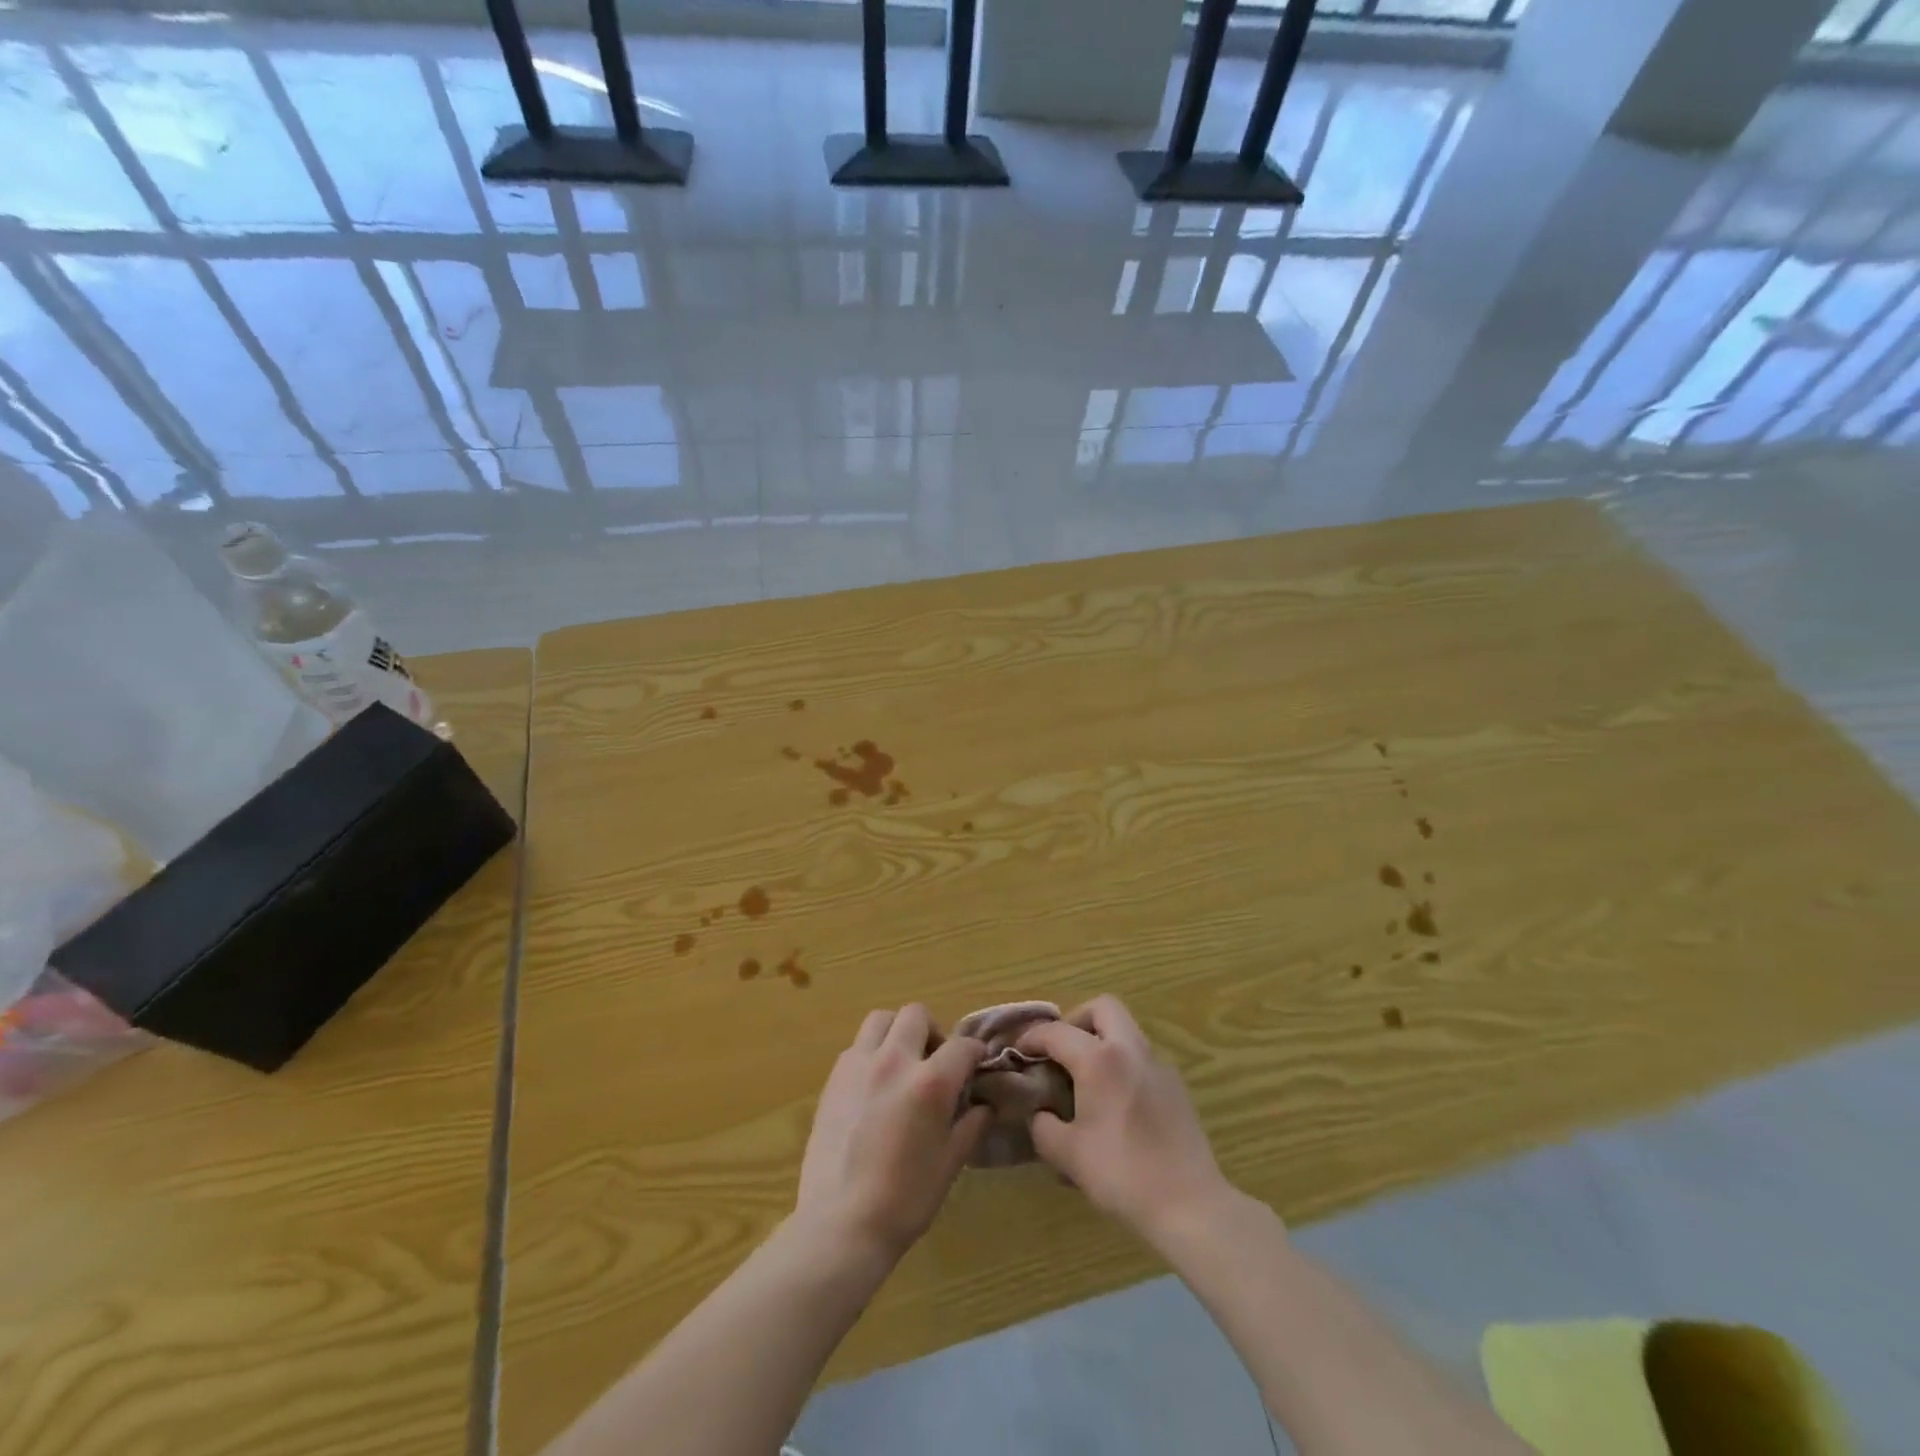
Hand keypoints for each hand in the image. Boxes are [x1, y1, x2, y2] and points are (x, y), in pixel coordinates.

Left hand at [795, 1005, 991, 1261]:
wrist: (841, 1224)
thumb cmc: (905, 1200)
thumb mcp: (950, 1164)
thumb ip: (970, 1125)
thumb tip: (983, 1105)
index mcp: (930, 1082)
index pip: (962, 1046)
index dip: (975, 1053)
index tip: (977, 1064)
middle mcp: (895, 1060)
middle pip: (916, 1015)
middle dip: (933, 1032)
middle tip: (936, 1062)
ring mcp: (859, 1065)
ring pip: (881, 1019)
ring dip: (898, 1032)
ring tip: (903, 1063)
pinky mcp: (834, 1077)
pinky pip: (857, 1046)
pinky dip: (872, 1052)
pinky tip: (875, 1084)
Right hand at [1017, 996, 1230, 1239]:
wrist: (1190, 1205)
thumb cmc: (1122, 1174)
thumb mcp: (1068, 1155)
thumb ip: (1043, 1127)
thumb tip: (1040, 1114)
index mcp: (1100, 1060)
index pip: (1057, 1032)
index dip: (1032, 1037)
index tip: (1018, 1051)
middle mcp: (1131, 1050)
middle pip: (1104, 1008)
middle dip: (1077, 1020)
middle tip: (1061, 1051)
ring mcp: (1159, 1065)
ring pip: (1127, 1031)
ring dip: (1102, 1041)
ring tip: (1086, 1079)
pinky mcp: (1176, 1086)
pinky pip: (1141, 1058)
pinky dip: (1122, 1064)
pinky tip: (1115, 1103)